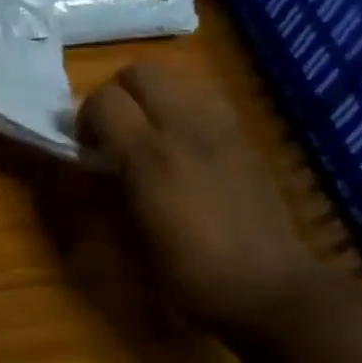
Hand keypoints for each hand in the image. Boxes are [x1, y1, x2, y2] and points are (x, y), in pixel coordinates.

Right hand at [76, 62, 320, 333]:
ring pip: (175, 79)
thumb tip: (91, 160)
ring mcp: (219, 127)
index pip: (104, 99)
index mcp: (149, 154)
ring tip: (153, 134)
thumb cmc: (193, 274)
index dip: (88, 117)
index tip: (90, 146)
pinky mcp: (243, 137)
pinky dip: (185, 110)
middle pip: (140, 71)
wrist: (273, 291)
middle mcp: (183, 127)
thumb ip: (107, 187)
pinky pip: (204, 101)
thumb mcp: (134, 238)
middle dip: (120, 93)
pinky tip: (188, 146)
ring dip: (154, 97)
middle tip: (118, 130)